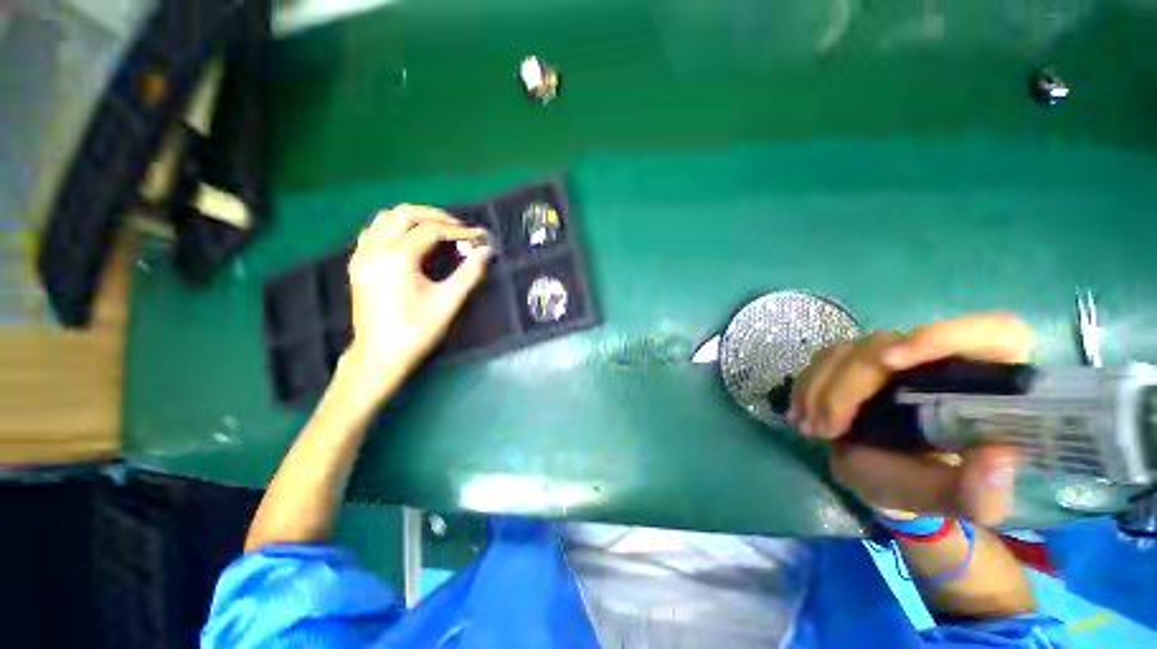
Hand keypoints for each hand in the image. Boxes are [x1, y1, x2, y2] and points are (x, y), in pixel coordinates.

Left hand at [343, 205, 489, 390]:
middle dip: (436, 216)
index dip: (459, 231)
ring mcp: (362, 255)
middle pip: (405, 214)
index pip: (431, 230)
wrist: (380, 356)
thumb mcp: (448, 303)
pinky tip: (411, 241)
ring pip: (386, 218)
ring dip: (414, 218)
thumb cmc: (416, 331)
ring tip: (438, 230)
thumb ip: (469, 274)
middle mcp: (375, 249)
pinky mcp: (358, 264)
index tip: (479, 236)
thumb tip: (486, 251)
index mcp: (397, 258)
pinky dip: (395, 227)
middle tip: (459, 228)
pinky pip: (374, 231)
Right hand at [789, 313, 1032, 524]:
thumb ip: (982, 493)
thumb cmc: (936, 490)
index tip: (891, 361)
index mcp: (990, 380)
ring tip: (809, 428)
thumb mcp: (959, 503)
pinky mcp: (857, 361)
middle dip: (847, 385)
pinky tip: (801, 413)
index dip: (943, 335)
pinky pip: (824, 359)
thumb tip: (996, 456)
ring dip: (819, 387)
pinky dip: (807, 385)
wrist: (892, 480)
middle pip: (887, 342)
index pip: (989, 333)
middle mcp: (941, 357)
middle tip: (825, 427)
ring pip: (847, 350)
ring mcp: (892, 355)